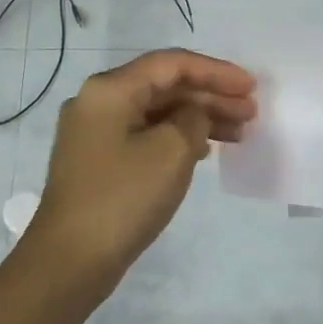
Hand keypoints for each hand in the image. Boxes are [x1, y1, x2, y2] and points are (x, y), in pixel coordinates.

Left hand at [25, 49, 255, 282]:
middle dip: (211, 96)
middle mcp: (98, 102)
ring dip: (198, 118)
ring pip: (157, 113)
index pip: (171, 64)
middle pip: (164, 87)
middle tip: (251, 112)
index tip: (252, 86)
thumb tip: (193, 114)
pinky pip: (146, 135)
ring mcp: (96, 133)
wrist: (70, 259)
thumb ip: (193, 119)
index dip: (216, 72)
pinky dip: (178, 138)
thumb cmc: (124, 197)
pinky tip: (205, 151)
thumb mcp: (172, 151)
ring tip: (239, 134)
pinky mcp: (99, 161)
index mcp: (110, 89)